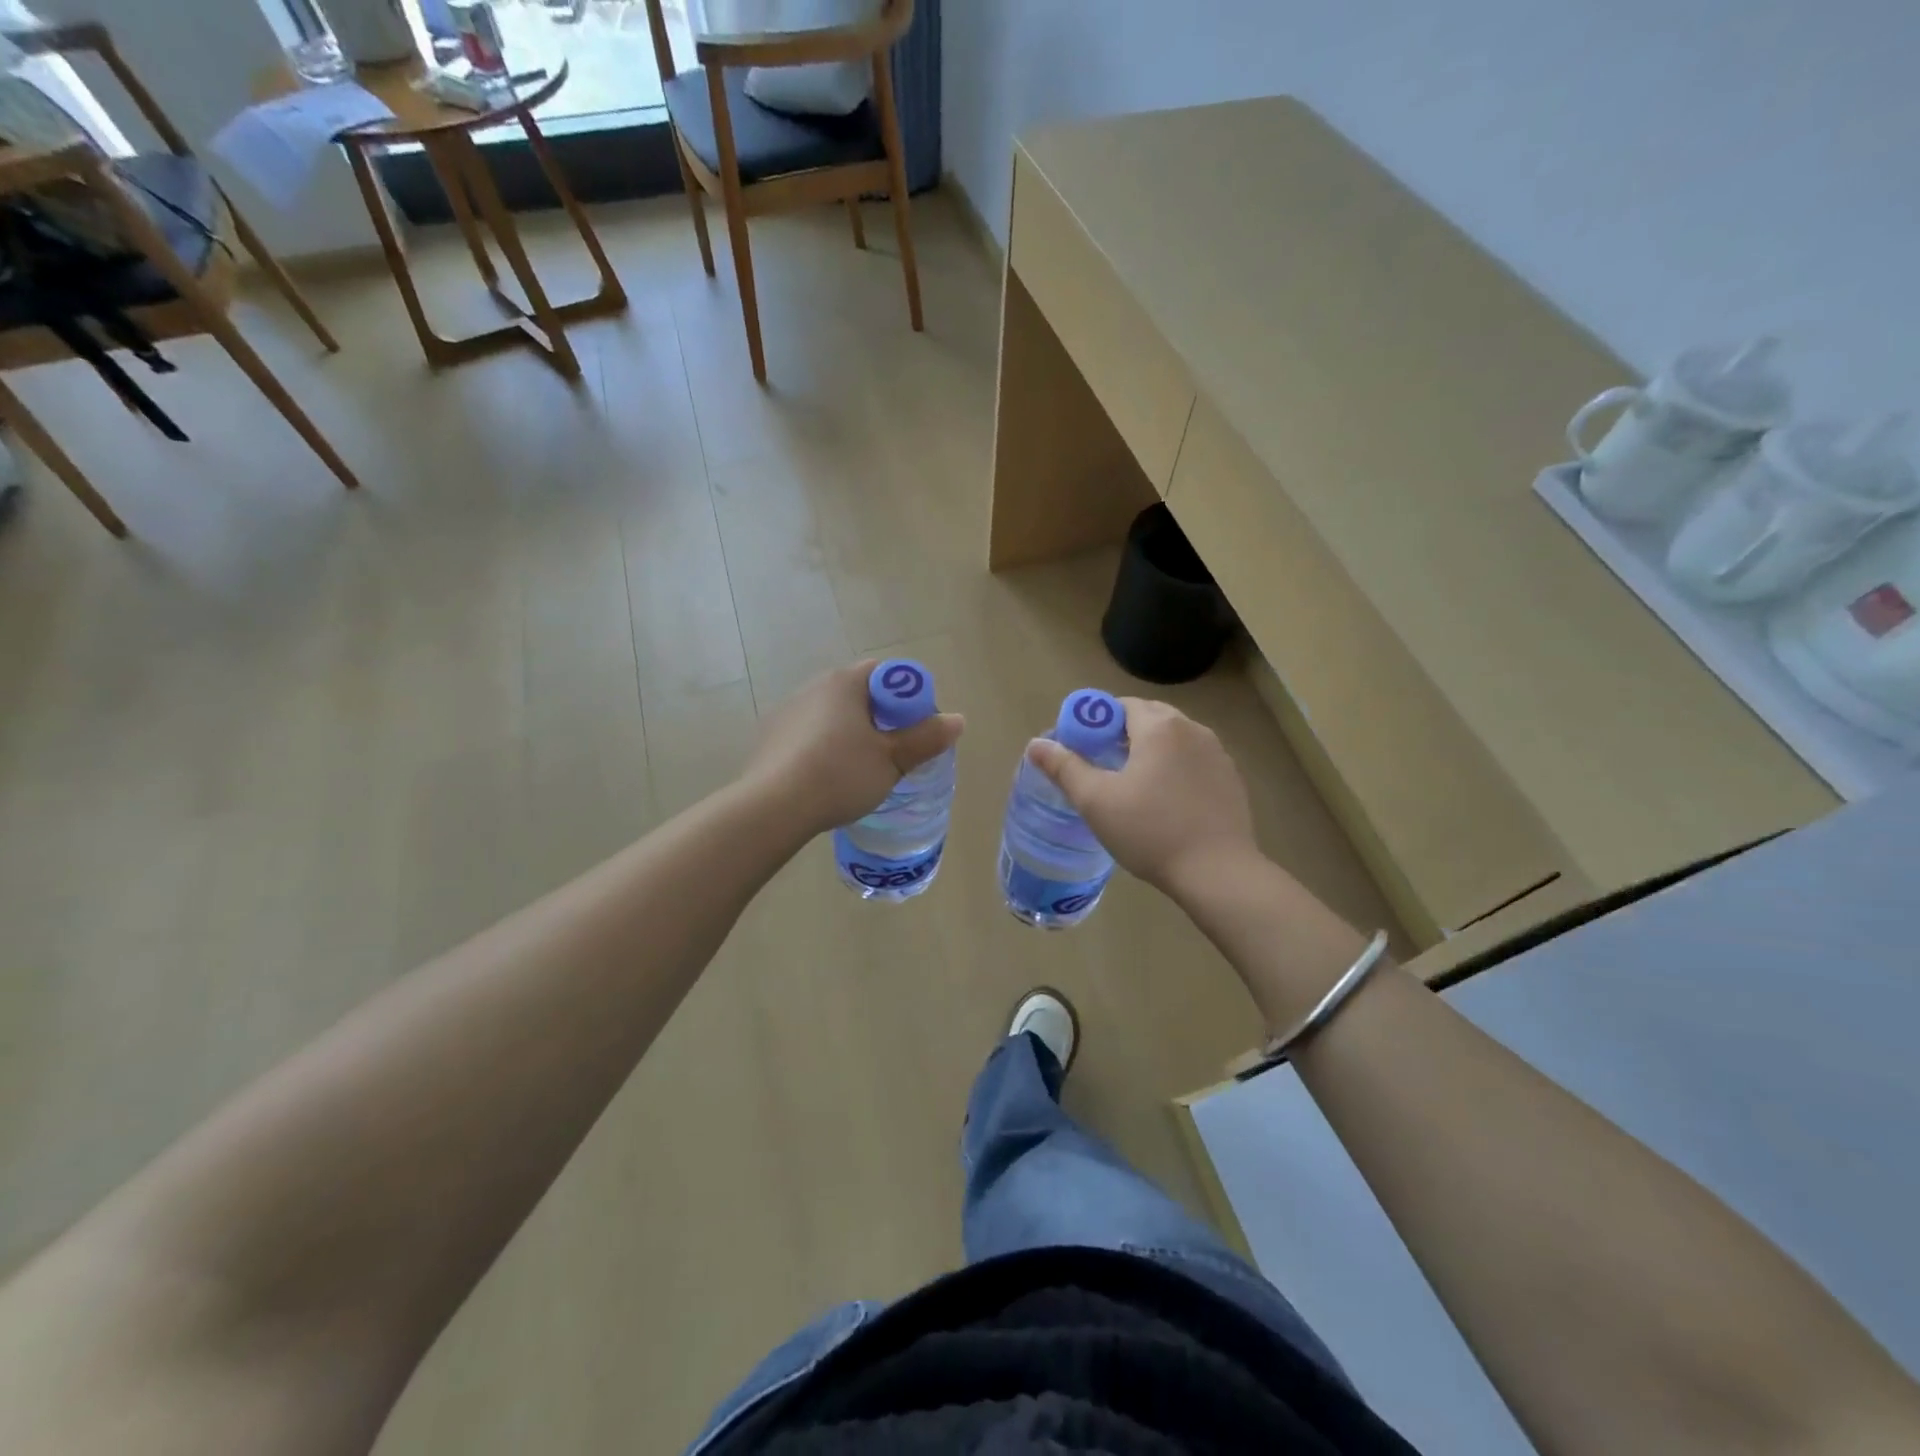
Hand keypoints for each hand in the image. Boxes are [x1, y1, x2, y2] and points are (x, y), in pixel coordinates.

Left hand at [743, 661, 964, 838]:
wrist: (773, 807)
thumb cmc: (840, 775)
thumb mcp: (892, 760)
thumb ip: (926, 738)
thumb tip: (957, 720)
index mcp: (845, 683)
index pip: (885, 673)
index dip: (907, 697)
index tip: (916, 728)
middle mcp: (814, 687)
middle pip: (859, 694)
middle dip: (881, 718)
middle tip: (894, 752)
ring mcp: (787, 711)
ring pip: (832, 716)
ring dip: (851, 734)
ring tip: (860, 770)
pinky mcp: (770, 738)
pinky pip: (809, 735)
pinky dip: (824, 748)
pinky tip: (827, 779)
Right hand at [1027, 697, 1257, 900]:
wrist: (1217, 872)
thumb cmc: (1150, 831)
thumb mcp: (1096, 801)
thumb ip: (1064, 767)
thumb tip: (1035, 745)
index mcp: (1159, 727)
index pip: (1122, 705)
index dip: (1097, 721)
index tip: (1083, 749)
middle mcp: (1193, 729)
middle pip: (1150, 717)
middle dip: (1123, 733)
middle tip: (1102, 766)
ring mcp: (1218, 754)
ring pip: (1175, 739)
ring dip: (1151, 750)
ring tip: (1133, 784)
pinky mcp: (1231, 779)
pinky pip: (1194, 761)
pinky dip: (1176, 769)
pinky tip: (1166, 802)